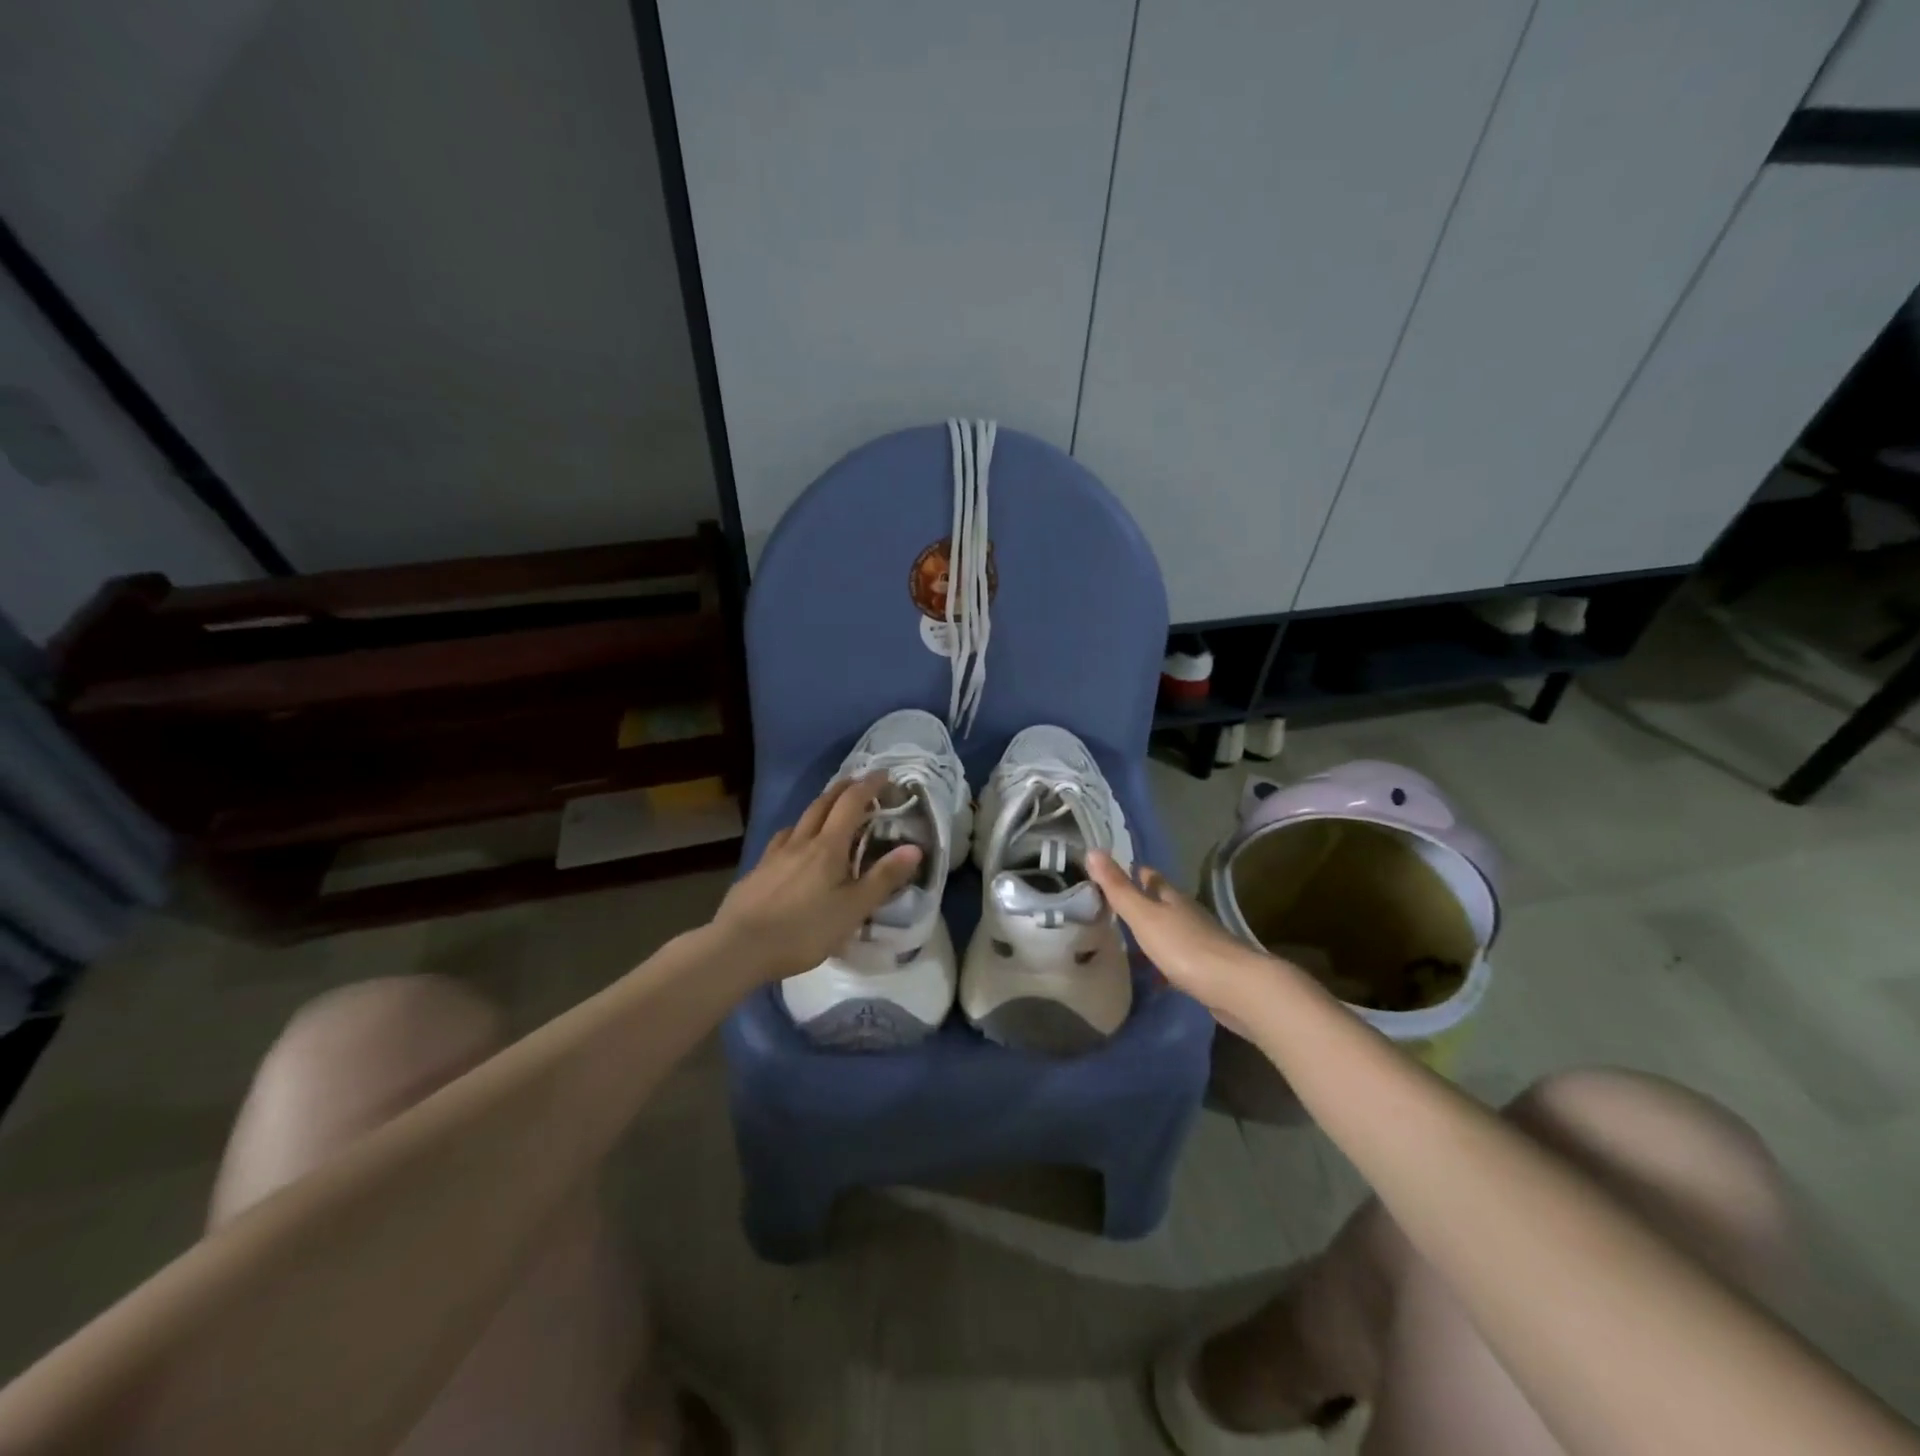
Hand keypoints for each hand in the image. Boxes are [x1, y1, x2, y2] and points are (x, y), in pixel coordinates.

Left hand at [713, 773, 922, 982]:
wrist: (738, 946)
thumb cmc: (803, 930)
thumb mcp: (852, 909)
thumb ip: (883, 878)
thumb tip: (914, 848)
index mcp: (828, 847)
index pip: (851, 803)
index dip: (869, 786)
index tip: (885, 775)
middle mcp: (801, 841)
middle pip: (823, 803)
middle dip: (844, 788)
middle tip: (860, 782)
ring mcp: (776, 854)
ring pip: (800, 819)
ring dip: (820, 806)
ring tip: (830, 809)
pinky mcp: (758, 871)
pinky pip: (783, 839)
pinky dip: (797, 831)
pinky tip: (794, 844)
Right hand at [1087, 851, 1280, 1026]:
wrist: (1236, 987)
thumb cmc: (1184, 947)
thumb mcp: (1144, 916)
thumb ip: (1118, 888)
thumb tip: (1093, 849)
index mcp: (1172, 898)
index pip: (1150, 877)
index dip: (1133, 873)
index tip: (1111, 875)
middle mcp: (1188, 913)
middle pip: (1162, 902)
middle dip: (1142, 902)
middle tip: (1114, 908)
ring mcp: (1201, 940)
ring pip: (1171, 929)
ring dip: (1153, 932)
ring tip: (1128, 941)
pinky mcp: (1208, 967)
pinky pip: (1179, 956)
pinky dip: (1165, 959)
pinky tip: (1155, 973)